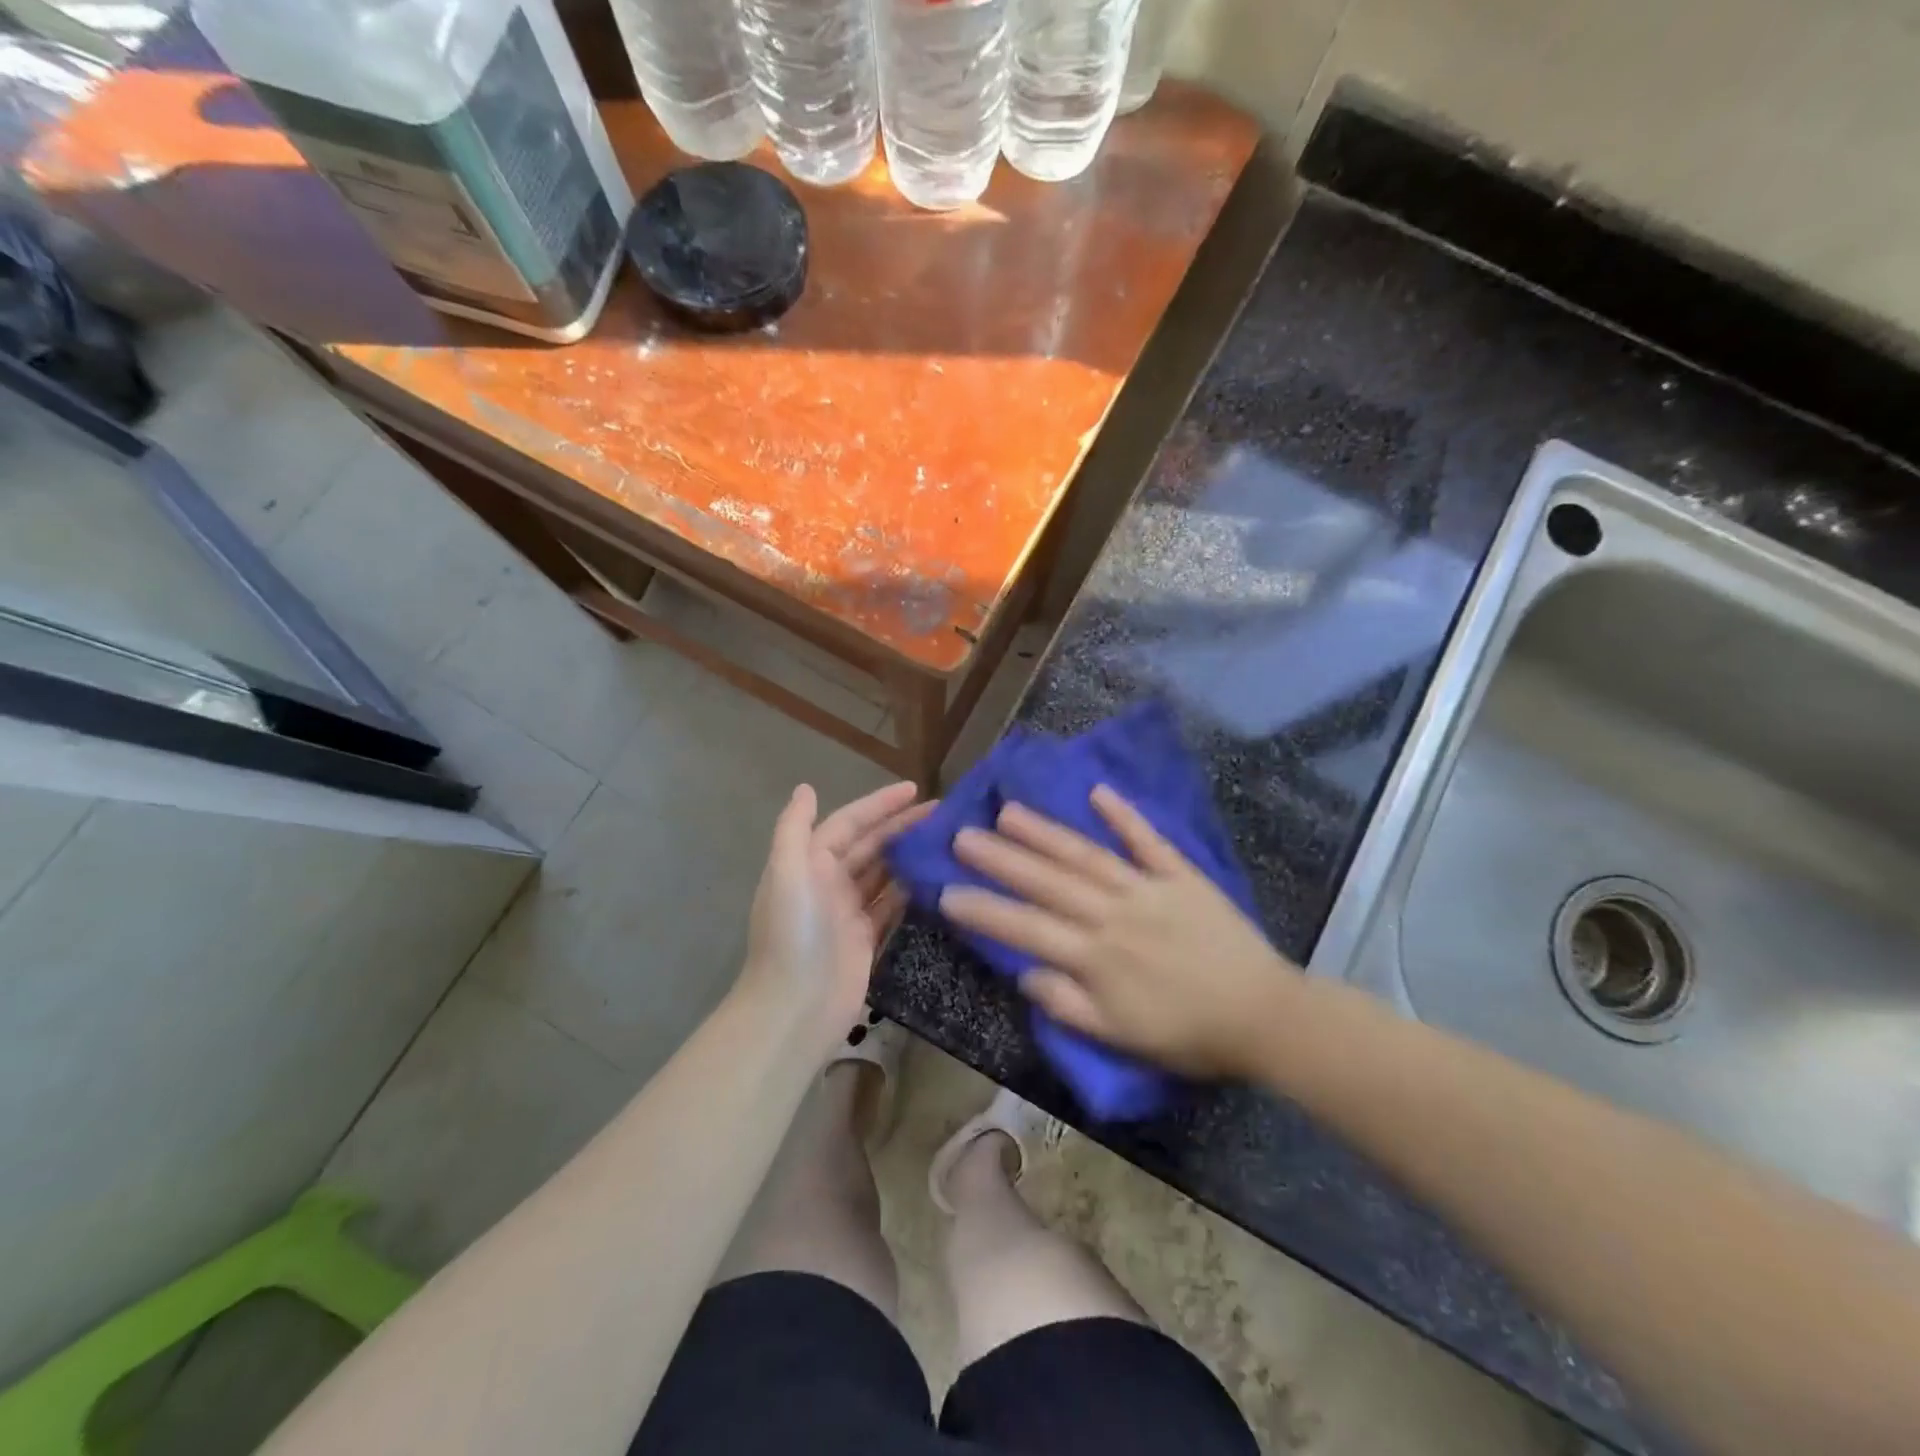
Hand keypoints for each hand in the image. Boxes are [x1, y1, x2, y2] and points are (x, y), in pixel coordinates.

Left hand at [740, 780, 929, 1055]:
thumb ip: (794, 829)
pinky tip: (937, 878)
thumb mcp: (786, 874)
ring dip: (910, 855)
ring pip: (885, 873)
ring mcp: (849, 912)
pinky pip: (892, 905)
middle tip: (943, 813)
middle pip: (871, 845)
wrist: (794, 1009)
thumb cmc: (792, 935)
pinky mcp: (866, 939)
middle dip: (902, 826)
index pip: (850, 823)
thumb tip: (805, 788)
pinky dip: (911, 890)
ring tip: (947, 840)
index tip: (915, 789)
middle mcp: (829, 882)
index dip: (880, 805)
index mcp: (810, 863)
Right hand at [939, 786, 1298, 1079]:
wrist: (1263, 1017)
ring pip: (1087, 856)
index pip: (1027, 928)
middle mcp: (1113, 914)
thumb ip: (1068, 1005)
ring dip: (1046, 832)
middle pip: (1049, 882)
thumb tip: (1024, 972)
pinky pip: (1149, 842)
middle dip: (1002, 859)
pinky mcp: (1181, 876)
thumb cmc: (1188, 1034)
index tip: (946, 891)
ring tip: (1009, 810)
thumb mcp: (1121, 1038)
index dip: (984, 910)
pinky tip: (1098, 792)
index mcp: (1096, 958)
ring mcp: (1147, 889)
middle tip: (963, 835)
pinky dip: (1123, 816)